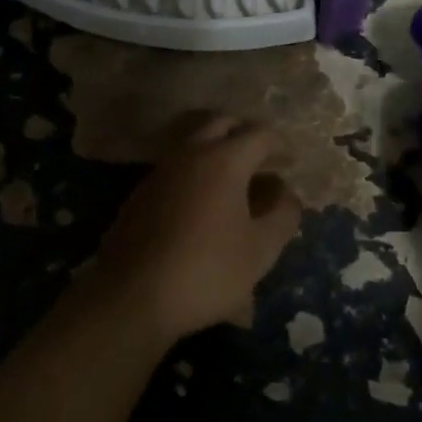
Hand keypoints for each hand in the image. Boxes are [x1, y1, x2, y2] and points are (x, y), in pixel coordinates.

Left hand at [92, 113, 302, 342]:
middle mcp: (190, 154)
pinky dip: (197, 175)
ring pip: (195, 146)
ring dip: (219, 154)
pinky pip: (178, 171)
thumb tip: (285, 193)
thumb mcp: (261, 250)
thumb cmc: (206, 270)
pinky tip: (205, 208)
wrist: (131, 296)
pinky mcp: (141, 194)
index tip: (291, 163)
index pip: (260, 134)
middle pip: (222, 125)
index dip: (280, 145)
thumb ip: (283, 215)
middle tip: (262, 161)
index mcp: (224, 160)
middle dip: (245, 136)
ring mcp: (161, 172)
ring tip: (237, 185)